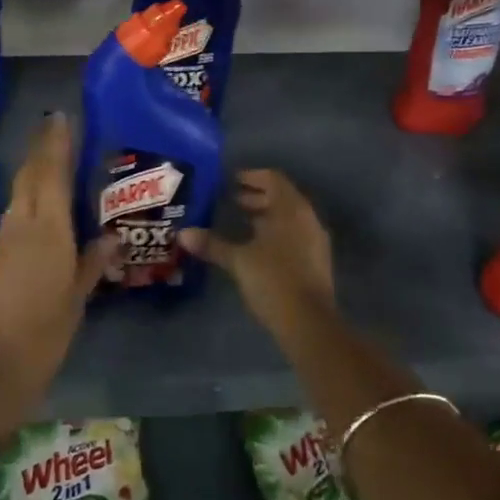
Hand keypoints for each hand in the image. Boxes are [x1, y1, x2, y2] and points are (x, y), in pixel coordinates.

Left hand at [0, 113, 111, 428]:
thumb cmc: (41, 336)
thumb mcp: (75, 301)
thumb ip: (92, 264)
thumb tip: (110, 237)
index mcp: (46, 231)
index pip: (51, 175)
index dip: (56, 145)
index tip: (60, 118)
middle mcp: (21, 227)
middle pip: (31, 178)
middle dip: (42, 150)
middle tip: (56, 127)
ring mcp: (3, 243)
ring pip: (20, 195)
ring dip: (34, 172)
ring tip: (52, 158)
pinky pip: (15, 216)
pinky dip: (28, 199)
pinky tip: (39, 205)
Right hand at [199, 170, 334, 334]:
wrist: (309, 322)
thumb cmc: (273, 280)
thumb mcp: (238, 260)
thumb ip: (212, 244)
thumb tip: (183, 233)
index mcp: (291, 209)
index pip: (274, 179)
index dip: (252, 176)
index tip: (231, 181)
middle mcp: (307, 218)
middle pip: (282, 197)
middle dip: (257, 196)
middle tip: (232, 200)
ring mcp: (315, 240)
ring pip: (289, 217)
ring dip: (266, 215)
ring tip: (241, 222)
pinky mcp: (316, 261)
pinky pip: (294, 234)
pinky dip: (276, 232)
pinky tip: (257, 247)